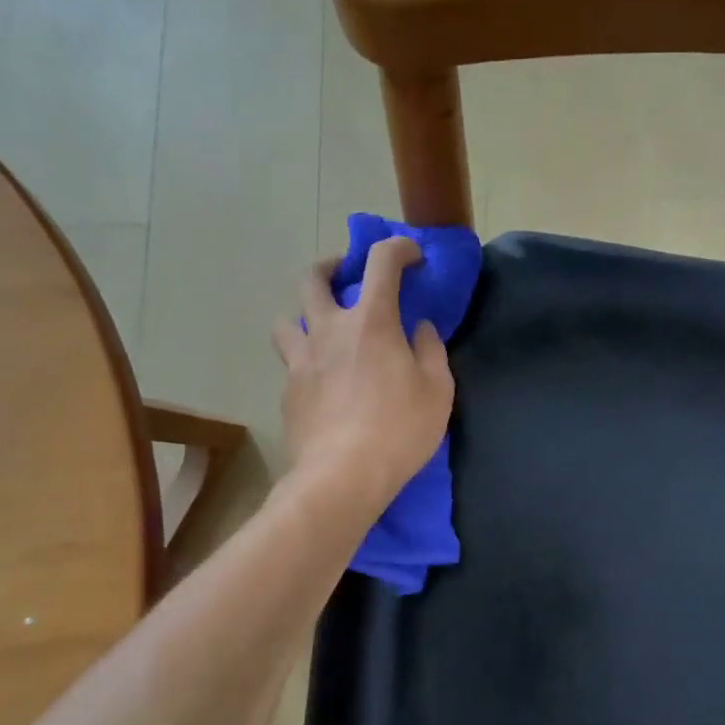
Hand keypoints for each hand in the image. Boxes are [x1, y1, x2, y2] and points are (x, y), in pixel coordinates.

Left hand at [272, 237, 453, 514]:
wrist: (342, 476)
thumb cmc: (400, 430)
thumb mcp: (438, 391)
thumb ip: (431, 351)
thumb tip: (420, 329)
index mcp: (372, 321)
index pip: (382, 262)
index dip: (398, 249)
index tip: (412, 257)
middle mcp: (329, 330)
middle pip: (314, 278)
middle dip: (331, 267)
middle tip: (346, 276)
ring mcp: (301, 360)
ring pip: (286, 320)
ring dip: (304, 315)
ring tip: (321, 330)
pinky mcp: (287, 391)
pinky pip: (291, 363)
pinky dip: (306, 361)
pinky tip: (321, 383)